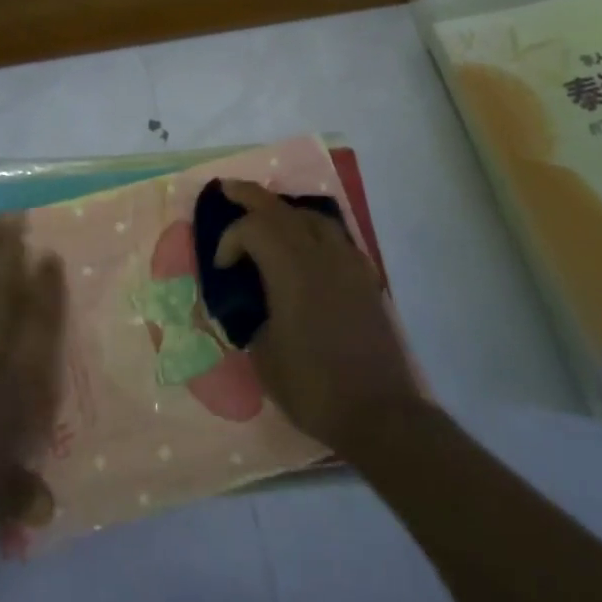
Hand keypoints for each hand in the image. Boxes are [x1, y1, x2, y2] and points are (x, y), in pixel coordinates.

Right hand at [214, 179, 423, 454]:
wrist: (380, 413)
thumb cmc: (313, 387)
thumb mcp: (263, 356)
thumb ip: (250, 319)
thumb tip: (246, 306)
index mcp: (291, 270)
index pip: (254, 228)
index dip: (230, 239)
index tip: (221, 268)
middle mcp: (321, 255)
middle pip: (282, 210)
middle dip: (252, 196)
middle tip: (229, 188)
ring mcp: (348, 264)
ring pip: (314, 218)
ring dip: (286, 211)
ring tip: (268, 216)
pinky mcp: (365, 279)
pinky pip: (336, 238)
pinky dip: (313, 231)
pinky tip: (307, 247)